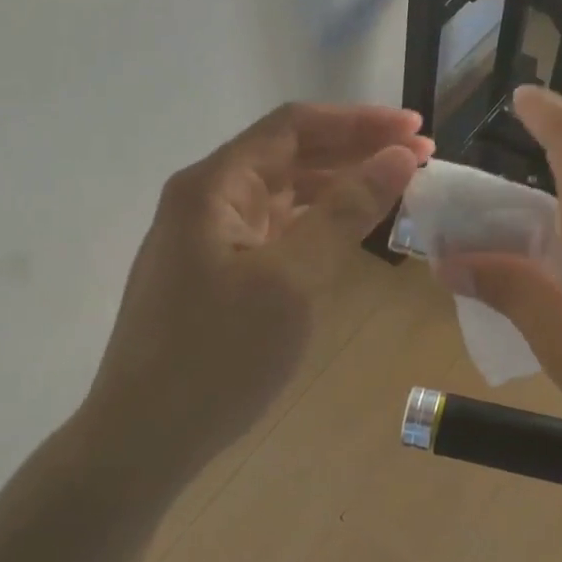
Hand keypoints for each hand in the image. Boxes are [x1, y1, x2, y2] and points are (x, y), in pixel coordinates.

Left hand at [87, 102, 429, 469]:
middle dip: (355, 149)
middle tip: (420, 156)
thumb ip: (345, 211)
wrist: (142, 440)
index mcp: (214, 185)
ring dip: (338, 183)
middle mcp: (207, 198)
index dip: (358, 120)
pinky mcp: (215, 270)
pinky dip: (316, 219)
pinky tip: (348, 226)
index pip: (294, 127)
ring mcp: (207, 236)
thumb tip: (398, 155)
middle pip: (289, 154)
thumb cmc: (218, 356)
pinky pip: (275, 226)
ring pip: (283, 191)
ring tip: (395, 184)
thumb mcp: (293, 280)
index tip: (415, 128)